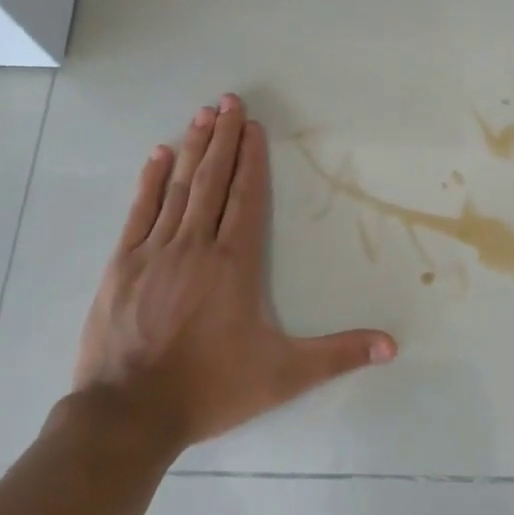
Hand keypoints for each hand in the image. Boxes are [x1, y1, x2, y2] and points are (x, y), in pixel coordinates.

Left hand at [70, 94, 395, 452]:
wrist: (128, 415)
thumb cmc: (210, 389)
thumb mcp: (284, 375)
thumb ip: (338, 355)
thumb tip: (392, 346)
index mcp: (234, 264)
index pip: (246, 198)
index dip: (251, 160)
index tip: (252, 126)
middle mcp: (196, 246)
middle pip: (213, 181)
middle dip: (223, 138)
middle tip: (228, 100)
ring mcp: (154, 252)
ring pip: (178, 188)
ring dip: (193, 148)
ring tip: (202, 114)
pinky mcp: (121, 265)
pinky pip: (140, 211)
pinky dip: (150, 181)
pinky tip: (158, 155)